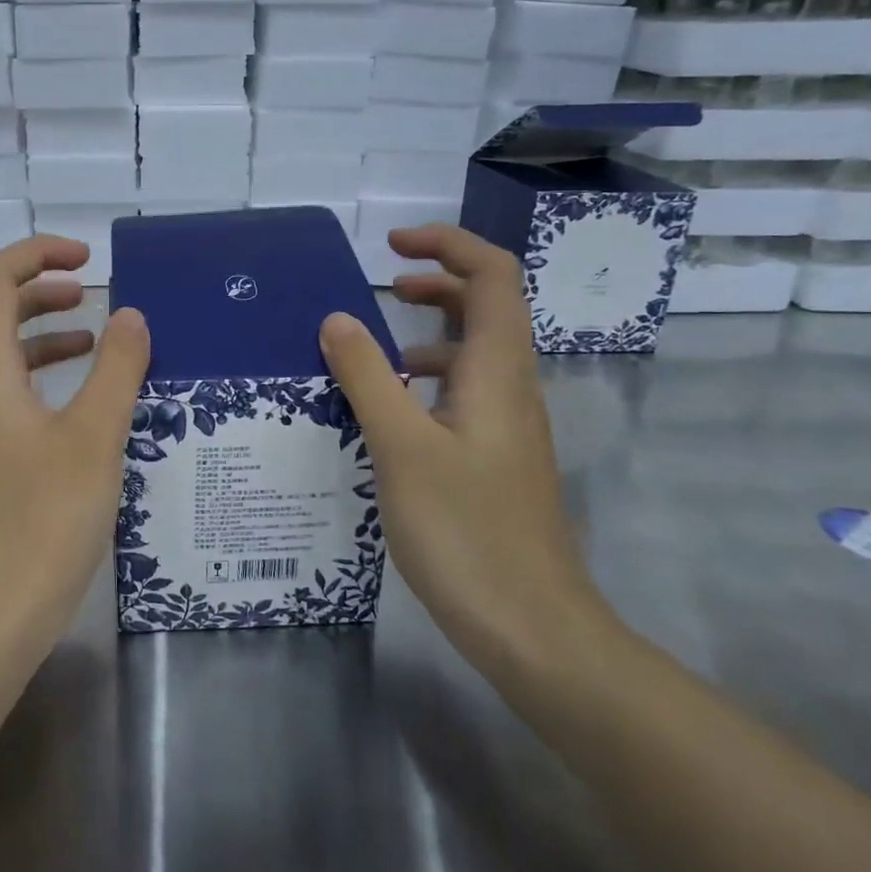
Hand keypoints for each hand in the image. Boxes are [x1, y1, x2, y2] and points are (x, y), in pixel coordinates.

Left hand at [0, 236, 150, 652]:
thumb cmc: (45, 519)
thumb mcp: (95, 437)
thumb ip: (116, 369)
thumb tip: (130, 315)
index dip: (37, 254)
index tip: (87, 258)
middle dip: (41, 288)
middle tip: (89, 288)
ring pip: (2, 354)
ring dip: (43, 332)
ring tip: (93, 335)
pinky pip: (9, 392)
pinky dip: (43, 375)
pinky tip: (83, 398)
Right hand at [319, 224, 608, 669]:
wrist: (532, 627)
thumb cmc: (466, 530)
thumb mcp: (402, 447)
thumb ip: (368, 377)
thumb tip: (338, 318)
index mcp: (498, 370)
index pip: (493, 275)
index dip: (448, 245)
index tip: (392, 247)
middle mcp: (512, 387)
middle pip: (488, 307)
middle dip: (437, 284)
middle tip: (384, 288)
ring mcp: (507, 426)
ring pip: (474, 354)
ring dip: (429, 335)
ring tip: (372, 353)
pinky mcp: (496, 459)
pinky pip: (464, 395)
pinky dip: (427, 382)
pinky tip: (388, 414)